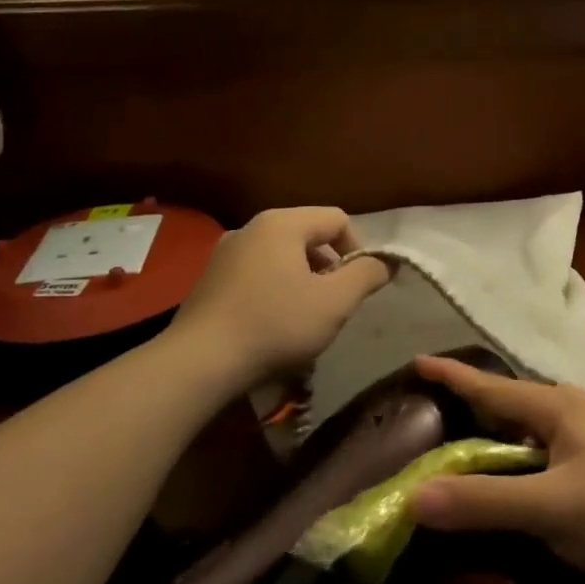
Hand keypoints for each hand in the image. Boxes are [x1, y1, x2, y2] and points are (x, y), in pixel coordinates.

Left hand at [174, 208, 390, 382]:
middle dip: (330, 267)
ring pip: (282, 257)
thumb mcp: (335, 302)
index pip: (337, 219)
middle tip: (334, 304)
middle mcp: (251, 228)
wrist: (198, 364)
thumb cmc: (275, 325)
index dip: (359, 249)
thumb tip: (387, 262)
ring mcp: (225, 253)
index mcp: (282, 223)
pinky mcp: (209, 280)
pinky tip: (272, 325)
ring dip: (303, 281)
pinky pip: (257, 274)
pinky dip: (274, 291)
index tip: (359, 286)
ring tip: (305, 318)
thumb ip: (367, 275)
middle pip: (308, 236)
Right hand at [411, 355, 584, 575]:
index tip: (416, 361)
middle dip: (473, 409)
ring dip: (502, 439)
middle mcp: (575, 411)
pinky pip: (555, 452)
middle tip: (433, 419)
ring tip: (473, 450)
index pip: (490, 386)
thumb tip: (415, 497)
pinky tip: (528, 480)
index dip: (451, 377)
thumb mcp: (555, 508)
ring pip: (536, 431)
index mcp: (556, 407)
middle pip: (511, 405)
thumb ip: (487, 502)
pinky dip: (528, 461)